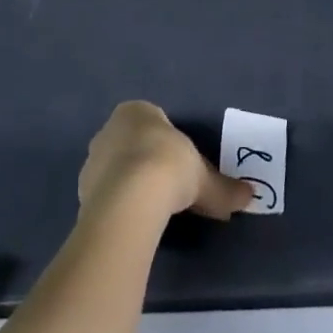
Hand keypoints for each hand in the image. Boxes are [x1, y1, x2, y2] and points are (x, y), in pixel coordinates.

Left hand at [77, 102, 253, 221]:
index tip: (180, 166)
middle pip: (130, 144)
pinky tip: (133, 222)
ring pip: (114, 169)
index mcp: (135, 111)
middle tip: (166, 189)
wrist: (130, 198)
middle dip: (145, 162)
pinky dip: (118, 205)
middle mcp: (109, 129)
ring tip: (150, 210)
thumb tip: (250, 197)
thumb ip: (223, 188)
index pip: (152, 122)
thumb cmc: (169, 167)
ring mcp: (92, 160)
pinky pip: (105, 195)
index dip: (166, 143)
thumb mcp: (203, 178)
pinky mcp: (81, 191)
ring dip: (128, 185)